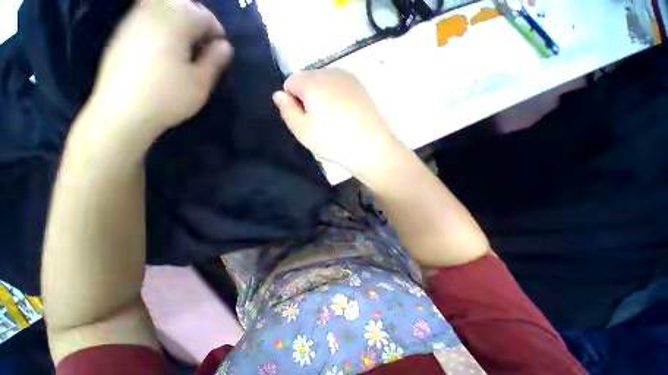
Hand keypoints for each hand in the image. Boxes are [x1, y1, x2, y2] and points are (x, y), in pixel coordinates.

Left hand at [89, 0, 232, 134]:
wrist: (122, 112)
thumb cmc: (168, 98)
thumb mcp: (200, 83)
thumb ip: (214, 60)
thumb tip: (225, 46)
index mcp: (174, 26)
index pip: (202, 15)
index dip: (216, 29)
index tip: (222, 48)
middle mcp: (152, 15)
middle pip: (181, 3)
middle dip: (198, 18)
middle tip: (205, 41)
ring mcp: (133, 21)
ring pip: (161, 5)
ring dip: (179, 18)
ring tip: (186, 42)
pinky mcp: (122, 33)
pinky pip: (146, 14)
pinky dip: (161, 21)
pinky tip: (164, 43)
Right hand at [273, 68, 400, 174]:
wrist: (371, 148)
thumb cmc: (333, 141)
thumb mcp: (302, 130)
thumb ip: (286, 110)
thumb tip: (279, 94)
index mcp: (313, 80)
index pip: (290, 82)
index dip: (293, 102)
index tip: (304, 120)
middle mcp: (331, 71)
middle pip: (309, 82)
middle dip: (308, 99)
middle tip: (319, 124)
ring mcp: (350, 78)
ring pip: (326, 85)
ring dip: (323, 100)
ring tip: (334, 122)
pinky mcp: (362, 88)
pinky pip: (341, 90)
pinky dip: (338, 101)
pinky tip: (346, 118)